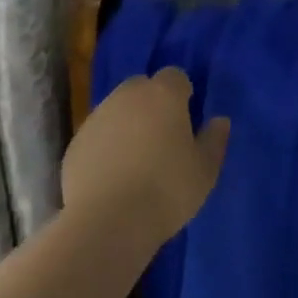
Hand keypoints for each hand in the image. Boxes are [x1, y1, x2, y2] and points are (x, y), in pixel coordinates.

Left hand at [62, 68, 230, 247]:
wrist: (107, 221)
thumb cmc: (166, 191)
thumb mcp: (204, 171)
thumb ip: (214, 140)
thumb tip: (220, 120)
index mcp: (163, 94)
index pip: (175, 76)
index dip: (182, 94)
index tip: (186, 119)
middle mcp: (128, 95)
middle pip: (142, 87)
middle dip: (152, 104)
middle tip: (161, 139)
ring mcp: (98, 116)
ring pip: (117, 109)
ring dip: (127, 123)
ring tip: (136, 161)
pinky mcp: (76, 141)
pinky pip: (98, 135)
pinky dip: (106, 146)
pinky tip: (112, 176)